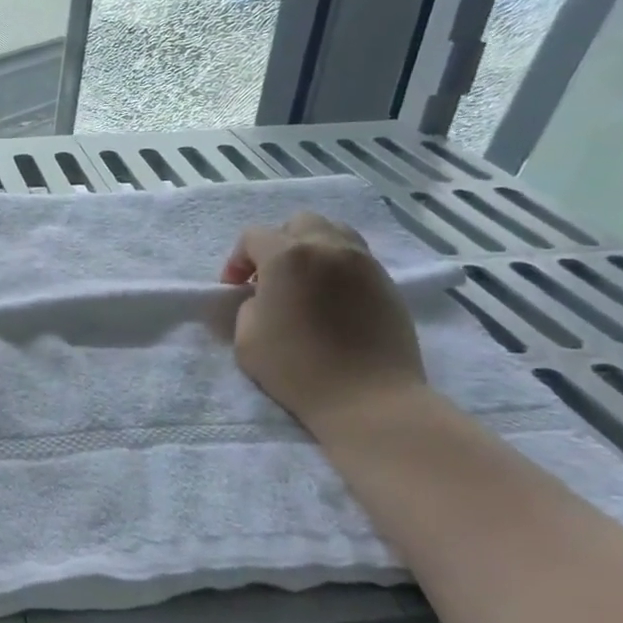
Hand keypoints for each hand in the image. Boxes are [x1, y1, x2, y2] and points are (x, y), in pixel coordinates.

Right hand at [222, 213, 424, 433]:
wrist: (368, 398)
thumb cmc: (297, 368)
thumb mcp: (246, 338)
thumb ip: (246, 305)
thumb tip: (258, 297)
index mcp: (288, 256)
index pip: (253, 237)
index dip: (237, 260)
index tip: (235, 290)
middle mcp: (328, 247)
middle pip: (298, 223)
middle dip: (278, 244)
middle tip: (270, 279)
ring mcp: (364, 262)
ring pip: (333, 232)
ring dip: (311, 248)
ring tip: (304, 282)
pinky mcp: (387, 282)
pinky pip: (356, 256)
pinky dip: (337, 265)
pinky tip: (331, 298)